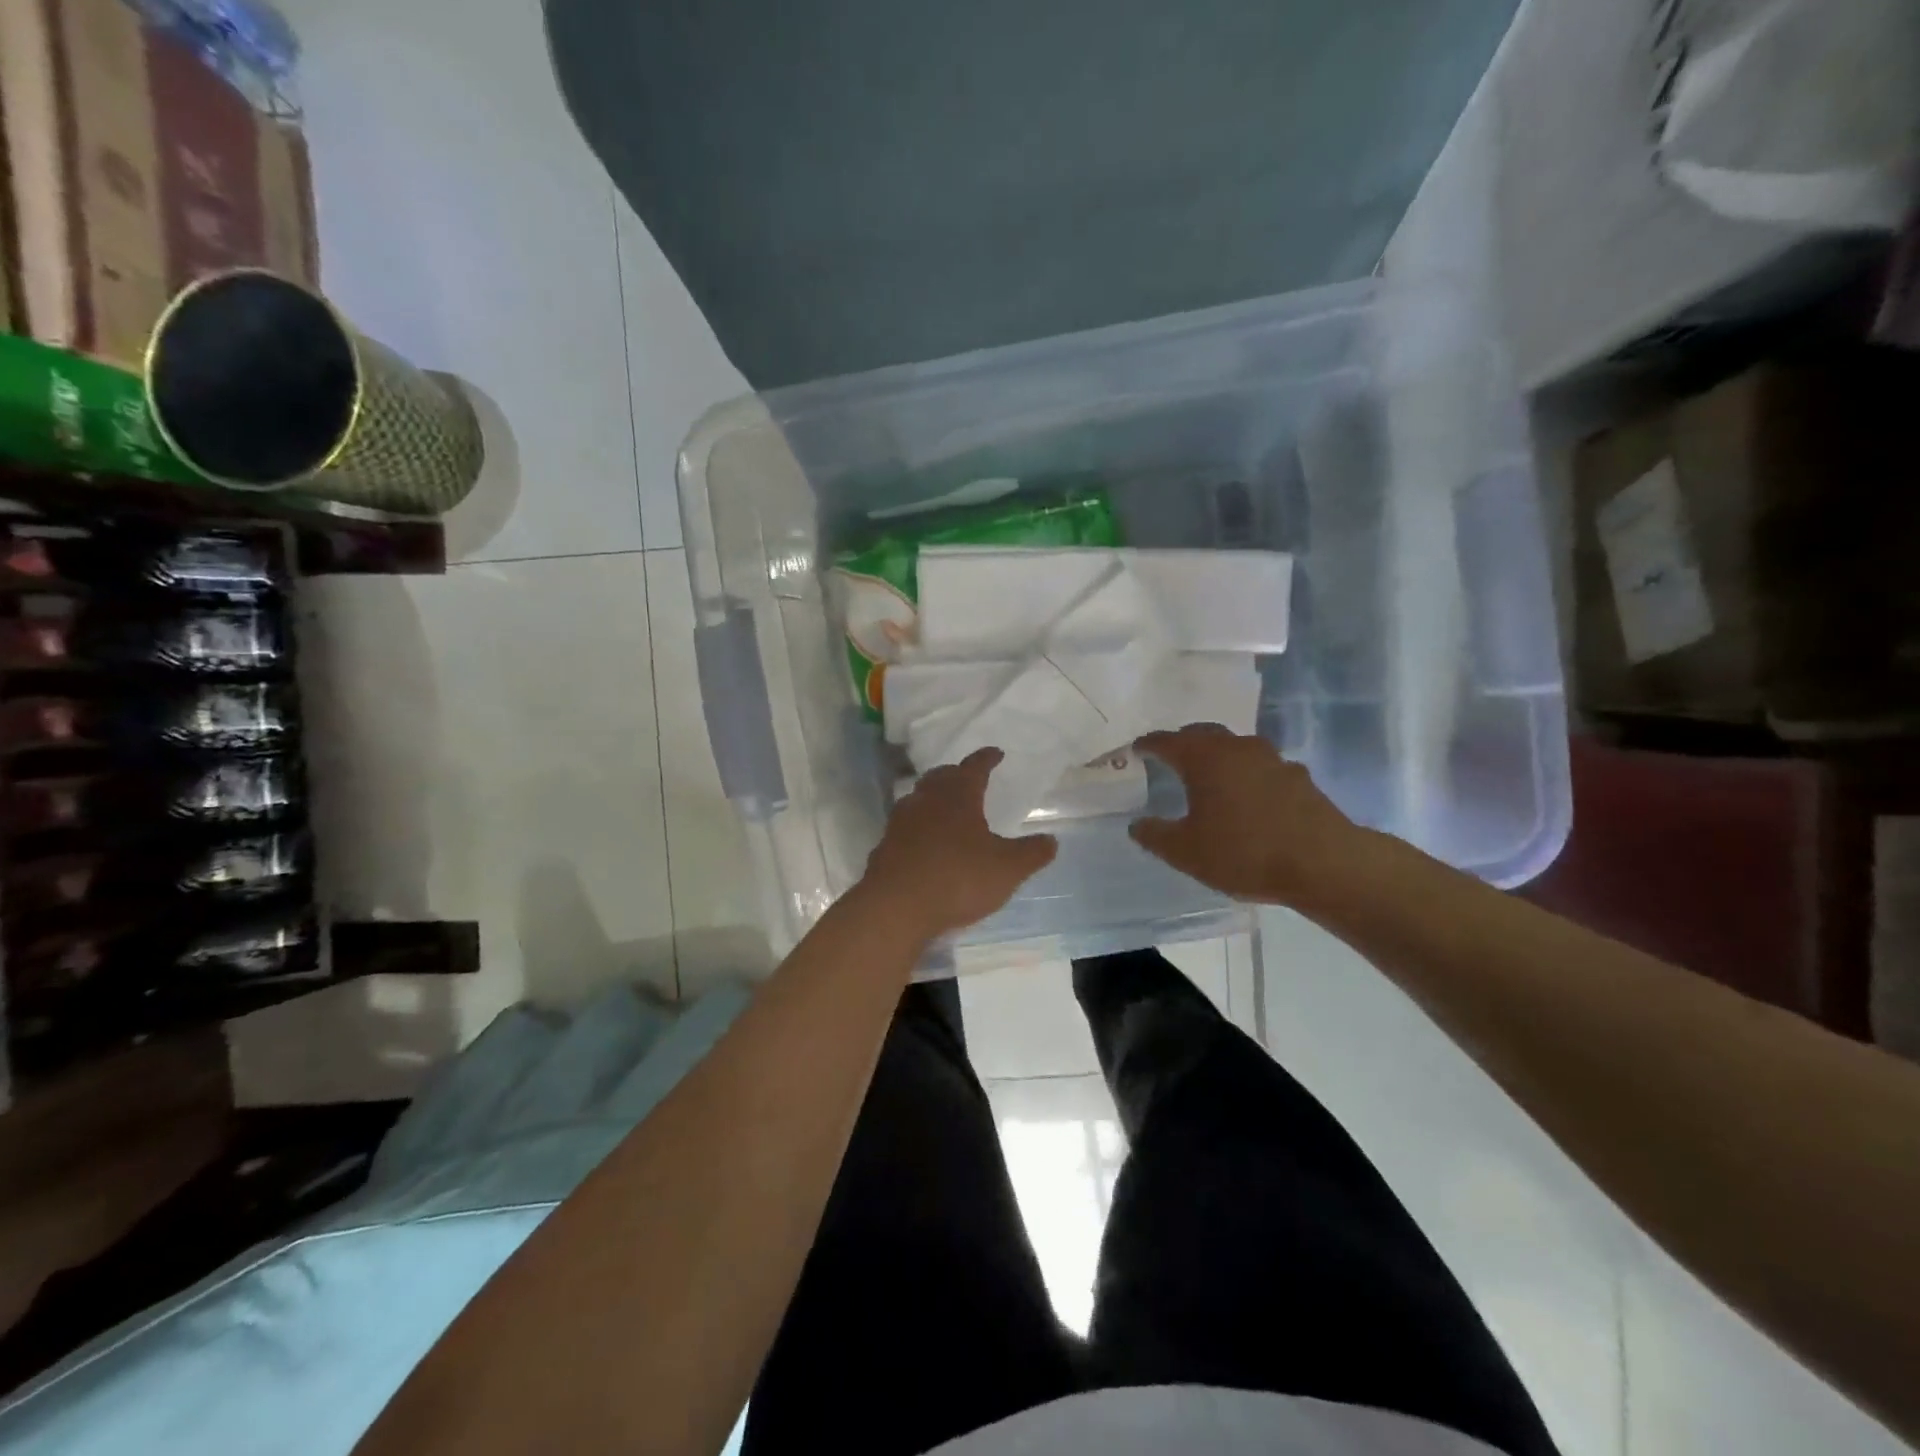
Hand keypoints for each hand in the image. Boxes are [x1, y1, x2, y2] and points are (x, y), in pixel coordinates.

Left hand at [860, 749, 1058, 936]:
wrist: (896, 906)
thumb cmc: (958, 878)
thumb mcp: (1007, 869)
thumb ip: (1031, 854)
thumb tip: (1051, 840)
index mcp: (958, 795)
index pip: (974, 767)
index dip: (987, 758)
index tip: (995, 753)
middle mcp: (926, 800)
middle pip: (941, 777)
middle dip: (956, 774)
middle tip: (968, 777)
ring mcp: (901, 822)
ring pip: (919, 798)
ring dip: (933, 797)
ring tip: (946, 806)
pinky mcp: (885, 846)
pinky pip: (906, 826)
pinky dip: (918, 826)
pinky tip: (924, 841)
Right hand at [1131, 724, 1369, 905]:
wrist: (1323, 863)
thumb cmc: (1244, 853)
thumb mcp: (1186, 852)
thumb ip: (1155, 836)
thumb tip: (1137, 824)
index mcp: (1204, 758)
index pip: (1167, 741)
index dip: (1148, 745)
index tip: (1136, 749)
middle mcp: (1237, 748)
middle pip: (1203, 735)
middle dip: (1183, 742)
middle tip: (1170, 756)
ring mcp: (1272, 759)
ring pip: (1235, 748)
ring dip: (1218, 756)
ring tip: (1208, 776)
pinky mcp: (1298, 777)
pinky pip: (1261, 767)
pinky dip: (1246, 775)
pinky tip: (1247, 797)